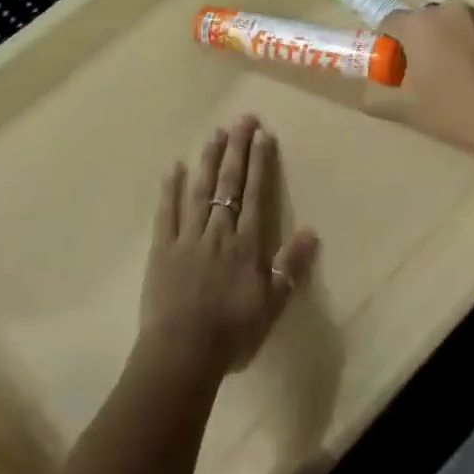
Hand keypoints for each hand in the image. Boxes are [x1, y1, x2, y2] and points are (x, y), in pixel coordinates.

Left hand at [139, 116, 318, 380]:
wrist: (183, 354)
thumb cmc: (232, 334)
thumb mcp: (272, 305)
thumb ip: (290, 266)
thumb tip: (311, 230)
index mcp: (246, 244)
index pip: (255, 194)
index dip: (260, 163)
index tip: (262, 134)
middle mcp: (218, 231)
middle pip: (229, 184)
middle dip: (237, 149)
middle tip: (242, 118)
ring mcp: (187, 237)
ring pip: (200, 190)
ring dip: (209, 160)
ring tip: (215, 133)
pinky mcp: (162, 249)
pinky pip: (166, 213)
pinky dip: (171, 189)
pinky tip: (175, 167)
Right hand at [379, 2, 473, 166]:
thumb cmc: (455, 111)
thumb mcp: (407, 110)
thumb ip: (377, 99)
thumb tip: (366, 95)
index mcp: (420, 23)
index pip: (389, 23)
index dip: (387, 47)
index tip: (394, 72)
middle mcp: (448, 9)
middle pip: (421, 22)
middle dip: (417, 44)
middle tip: (421, 77)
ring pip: (449, 26)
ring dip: (443, 43)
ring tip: (451, 77)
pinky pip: (472, 32)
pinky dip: (467, 47)